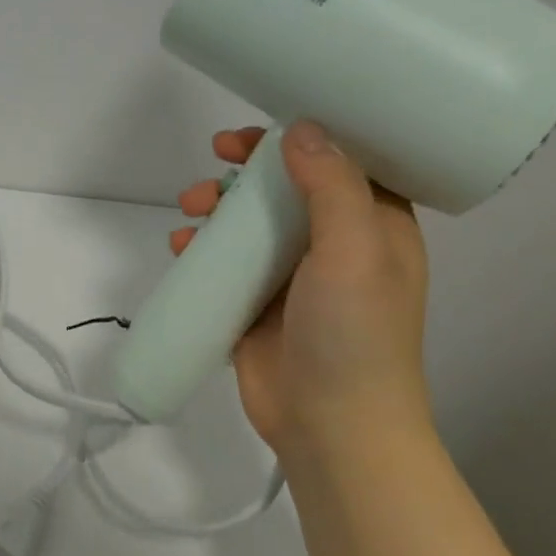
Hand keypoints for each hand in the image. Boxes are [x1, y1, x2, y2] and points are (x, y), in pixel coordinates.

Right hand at [173, 122, 430, 450]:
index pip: (341, 162)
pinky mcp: (256, 302)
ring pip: (249, 220)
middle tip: (217, 156)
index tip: (262, 129)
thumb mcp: (355, 250)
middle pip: (286, 186)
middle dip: (247, 168)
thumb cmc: (354, 333)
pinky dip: (201, 246)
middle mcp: (333, 244)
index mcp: (373, 227)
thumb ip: (330, 186)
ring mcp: (291, 275)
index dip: (304, 136)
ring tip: (190, 209)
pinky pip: (224, 259)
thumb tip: (300, 128)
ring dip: (217, 204)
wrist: (331, 427)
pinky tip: (182, 248)